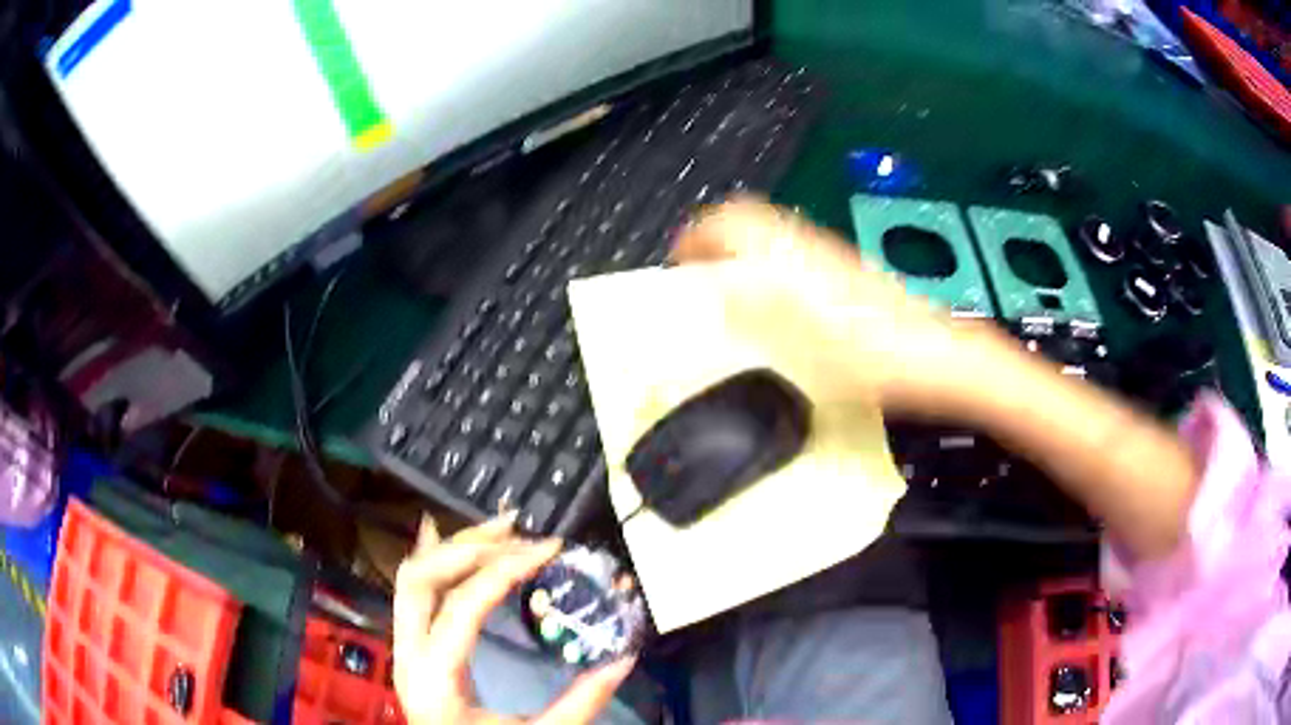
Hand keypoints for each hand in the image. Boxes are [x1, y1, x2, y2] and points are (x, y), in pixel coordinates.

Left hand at [392, 515, 635, 723]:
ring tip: (499, 530)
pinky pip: (412, 593)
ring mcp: (403, 649)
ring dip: (453, 547)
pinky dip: (434, 561)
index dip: (505, 568)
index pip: (463, 605)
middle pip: (421, 577)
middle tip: (520, 533)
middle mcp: (407, 655)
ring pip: (412, 578)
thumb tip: (623, 660)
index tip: (549, 549)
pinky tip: (445, 537)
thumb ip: (580, 703)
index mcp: (436, 679)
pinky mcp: (411, 649)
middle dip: (470, 546)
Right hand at [672, 198, 1009, 415]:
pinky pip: (795, 254)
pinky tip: (776, 304)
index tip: (679, 262)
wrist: (941, 357)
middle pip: (752, 218)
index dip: (699, 234)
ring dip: (743, 251)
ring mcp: (833, 256)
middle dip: (718, 237)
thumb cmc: (875, 355)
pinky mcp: (849, 273)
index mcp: (795, 255)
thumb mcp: (808, 345)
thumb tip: (719, 290)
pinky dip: (770, 266)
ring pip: (773, 235)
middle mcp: (810, 245)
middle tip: (699, 274)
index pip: (733, 218)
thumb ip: (757, 313)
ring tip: (729, 290)